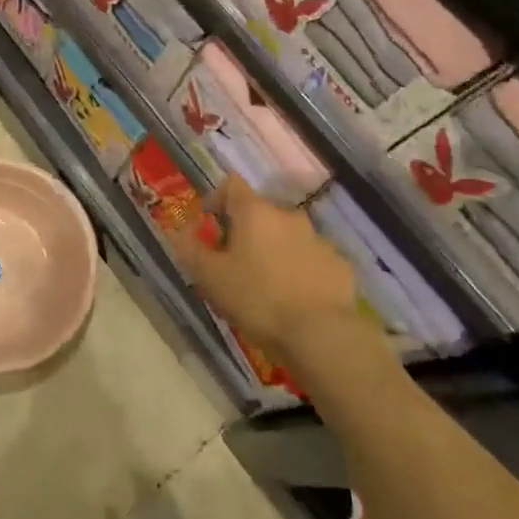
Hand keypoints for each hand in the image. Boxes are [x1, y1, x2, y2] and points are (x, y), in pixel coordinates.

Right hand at [167, 176, 380, 371]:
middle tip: (235, 260)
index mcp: (255, 212)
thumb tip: (178, 230)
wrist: (320, 333)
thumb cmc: (257, 299)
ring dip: (275, 248)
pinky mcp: (340, 264)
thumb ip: (189, 249)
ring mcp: (319, 239)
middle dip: (246, 229)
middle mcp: (289, 216)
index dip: (217, 198)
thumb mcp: (210, 277)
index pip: (232, 185)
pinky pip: (313, 258)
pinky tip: (296, 296)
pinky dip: (301, 268)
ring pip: (289, 235)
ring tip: (267, 282)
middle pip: (261, 211)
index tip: (210, 222)